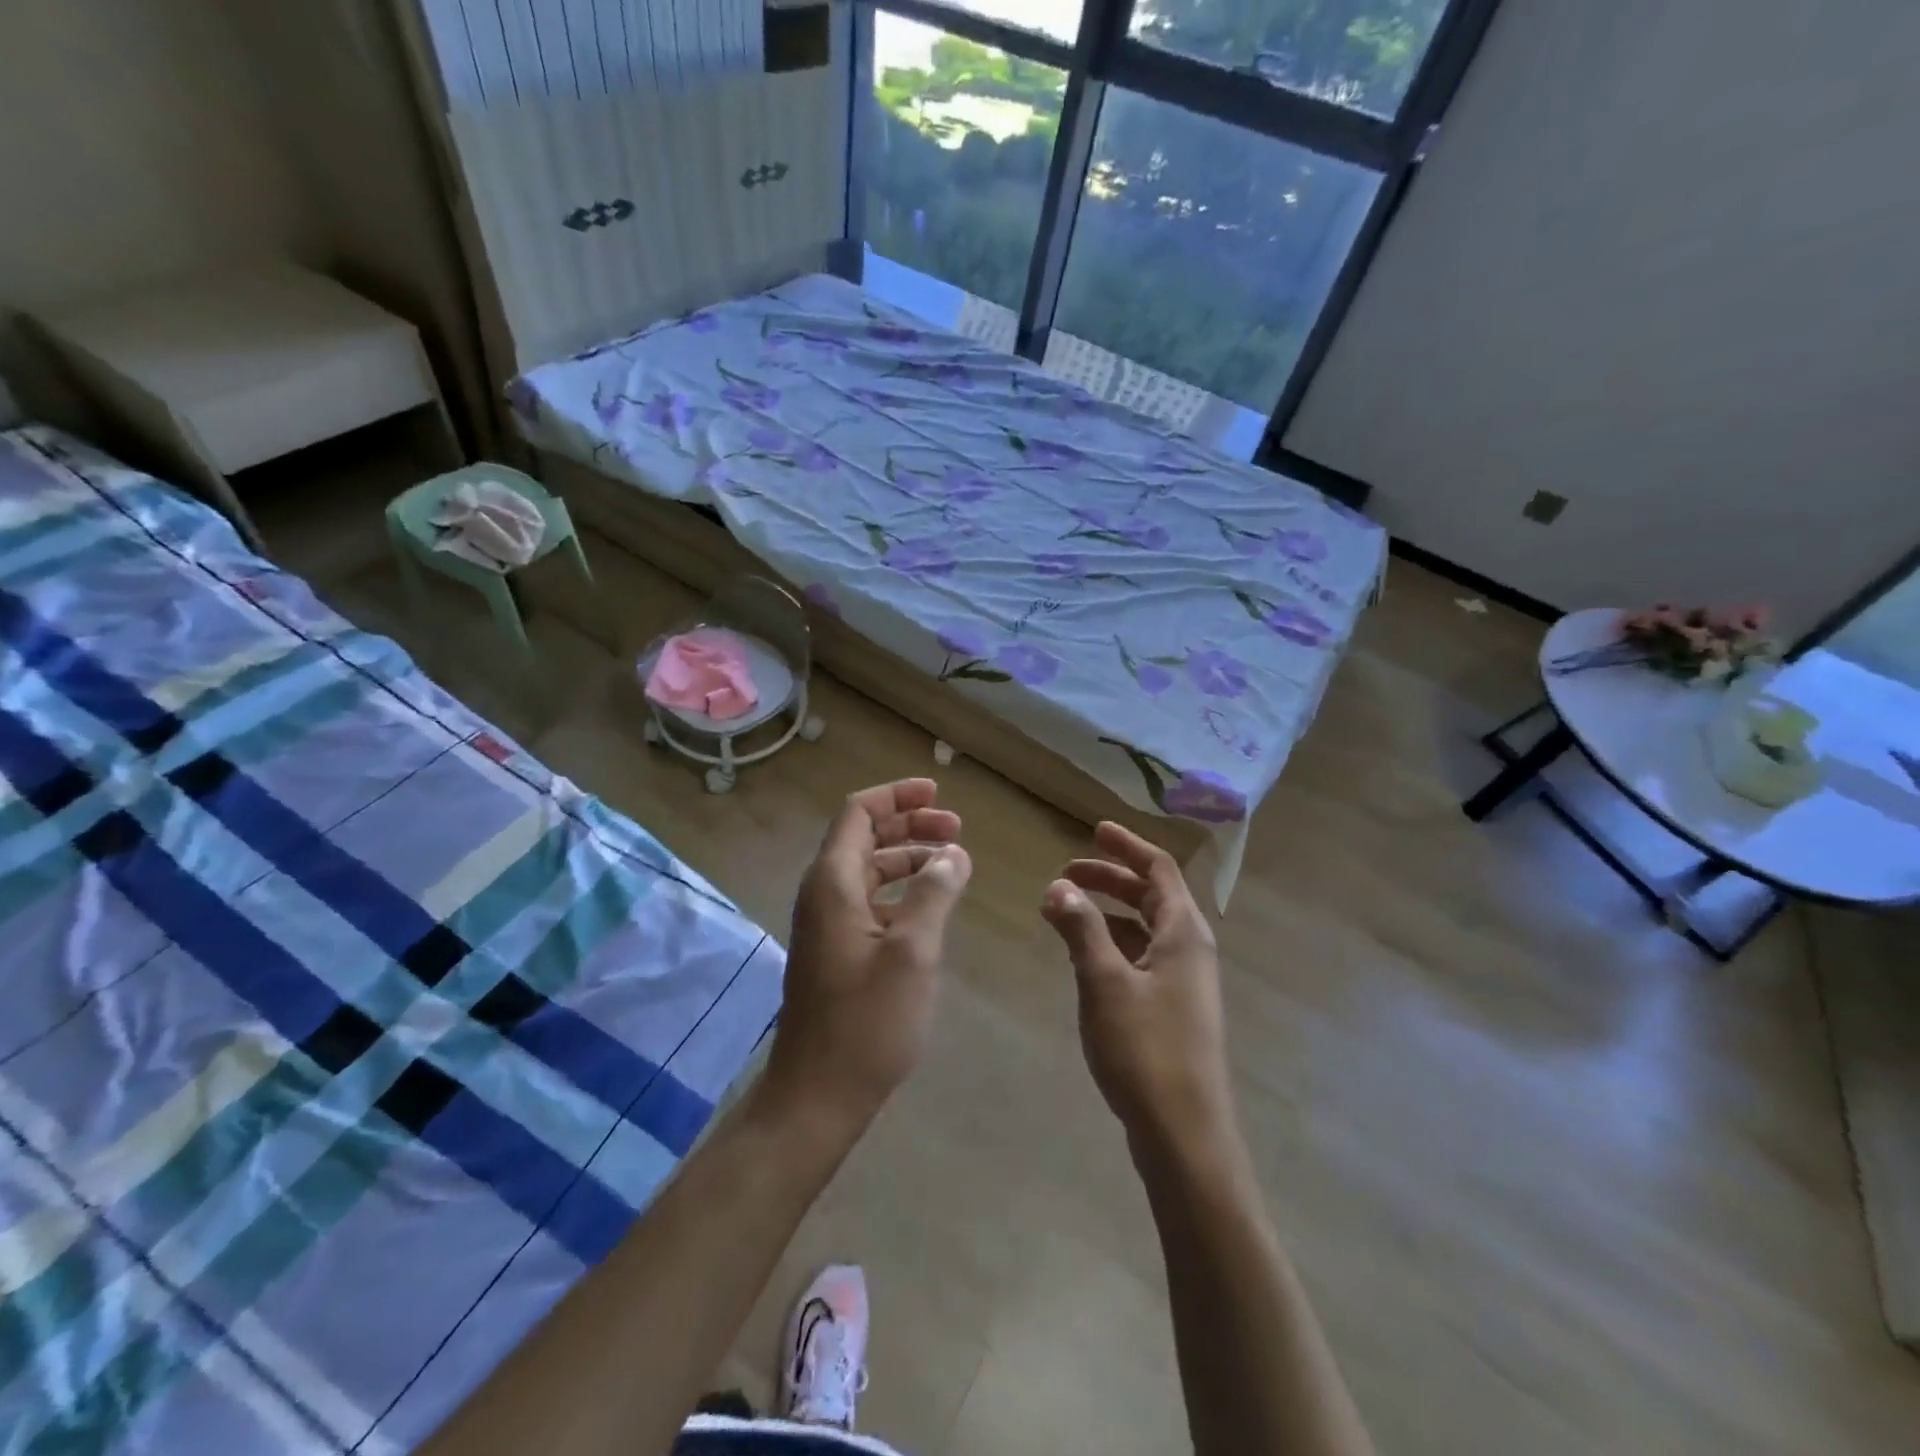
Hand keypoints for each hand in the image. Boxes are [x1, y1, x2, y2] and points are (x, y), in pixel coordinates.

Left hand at [763, 779, 970, 1138]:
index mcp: (833, 883)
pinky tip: (932, 905)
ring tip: (954, 862)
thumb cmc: (866, 1022)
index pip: (858, 814)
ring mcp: (827, 924)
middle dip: (910, 825)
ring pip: (869, 870)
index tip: (938, 792)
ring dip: (909, 858)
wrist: (818, 1095)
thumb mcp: (912, 953)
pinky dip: (901, 891)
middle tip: (957, 828)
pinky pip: (869, 901)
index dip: (897, 796)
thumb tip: (953, 854)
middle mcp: (824, 894)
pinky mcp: (836, 950)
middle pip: (864, 837)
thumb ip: (934, 894)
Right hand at [1041, 822, 1235, 1155]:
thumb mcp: (1104, 982)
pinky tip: (1082, 957)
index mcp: (1182, 932)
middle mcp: (1189, 949)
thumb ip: (1081, 929)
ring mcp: (1183, 981)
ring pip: (1143, 929)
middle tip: (1066, 874)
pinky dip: (1111, 944)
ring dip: (1106, 913)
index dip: (1126, 847)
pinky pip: (1140, 958)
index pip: (1159, 869)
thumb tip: (1058, 886)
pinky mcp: (1172, 1009)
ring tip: (1063, 913)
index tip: (1094, 831)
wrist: (1185, 1134)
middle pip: (1151, 896)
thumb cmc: (1146, 1049)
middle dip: (1110, 879)